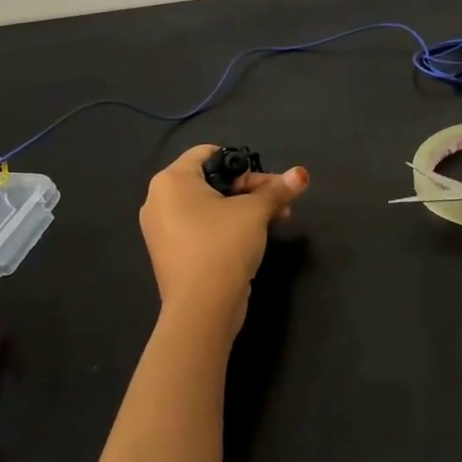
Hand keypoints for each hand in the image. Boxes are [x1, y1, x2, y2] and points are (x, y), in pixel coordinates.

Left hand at [140, 145, 309, 325]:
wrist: (202, 308)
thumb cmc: (224, 246)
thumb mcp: (256, 212)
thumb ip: (278, 190)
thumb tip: (302, 174)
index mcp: (171, 181)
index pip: (208, 153)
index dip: (241, 163)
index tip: (266, 181)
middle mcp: (159, 200)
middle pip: (210, 181)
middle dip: (250, 189)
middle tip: (279, 202)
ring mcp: (161, 230)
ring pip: (208, 207)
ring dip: (242, 209)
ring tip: (274, 221)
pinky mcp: (170, 254)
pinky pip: (200, 229)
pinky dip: (224, 228)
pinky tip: (251, 240)